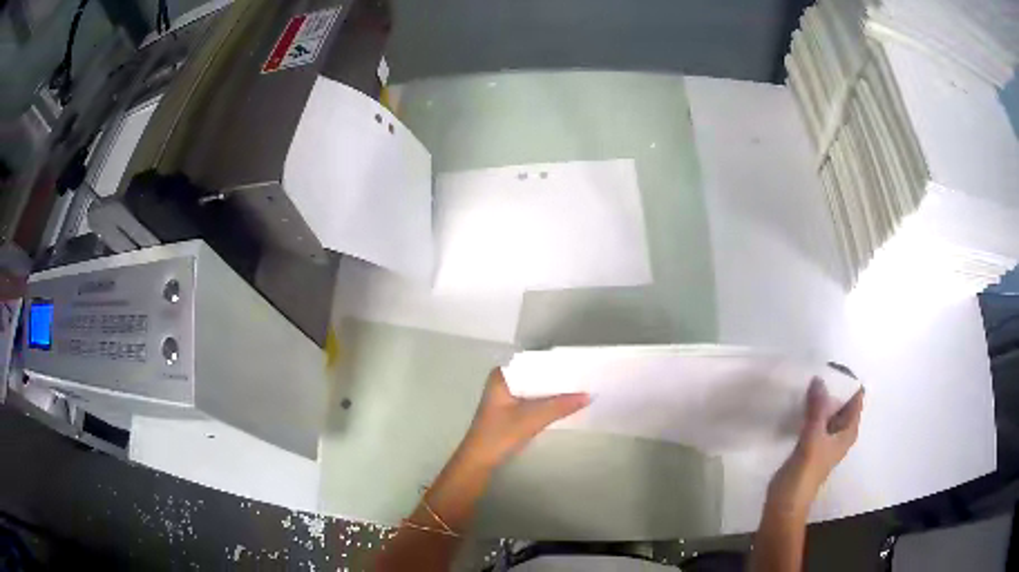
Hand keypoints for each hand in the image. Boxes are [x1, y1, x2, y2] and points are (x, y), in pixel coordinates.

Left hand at [458, 368, 589, 468]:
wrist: (479, 461)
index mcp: (502, 375)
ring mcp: (507, 395)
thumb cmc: (499, 436)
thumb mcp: (531, 420)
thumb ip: (559, 406)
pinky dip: (548, 401)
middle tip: (586, 376)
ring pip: (536, 387)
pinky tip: (566, 402)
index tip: (580, 363)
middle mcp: (504, 380)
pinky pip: (534, 398)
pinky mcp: (511, 409)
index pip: (534, 361)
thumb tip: (589, 395)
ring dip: (554, 390)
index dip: (557, 363)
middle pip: (536, 374)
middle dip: (558, 377)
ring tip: (581, 387)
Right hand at [768, 378, 864, 513]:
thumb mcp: (812, 439)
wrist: (785, 503)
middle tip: (818, 368)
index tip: (832, 365)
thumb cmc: (804, 474)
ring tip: (808, 380)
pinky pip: (815, 419)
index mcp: (848, 431)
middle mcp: (840, 432)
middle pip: (843, 402)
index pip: (856, 398)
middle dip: (834, 385)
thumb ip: (817, 410)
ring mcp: (825, 439)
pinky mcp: (810, 444)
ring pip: (828, 410)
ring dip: (821, 397)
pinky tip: (799, 401)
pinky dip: (811, 408)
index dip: (849, 380)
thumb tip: (819, 378)